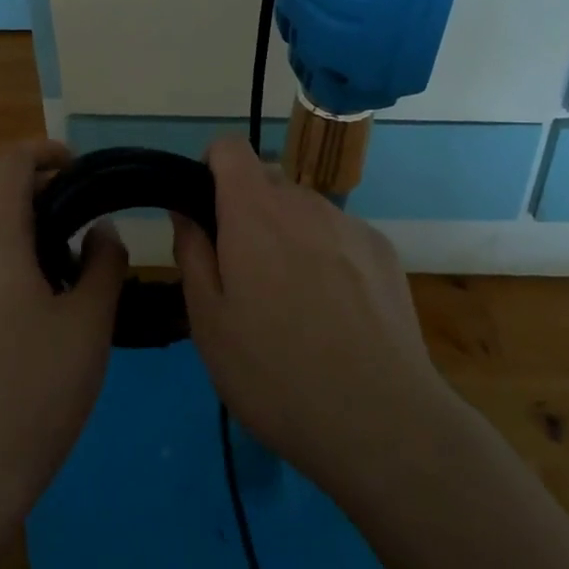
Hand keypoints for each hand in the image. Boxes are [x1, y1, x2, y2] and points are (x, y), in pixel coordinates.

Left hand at [0, 139, 126, 520]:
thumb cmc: (30, 390)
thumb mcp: (88, 323)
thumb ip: (103, 263)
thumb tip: (100, 230)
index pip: (11, 161)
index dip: (47, 152)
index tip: (82, 170)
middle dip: (41, 195)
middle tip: (86, 228)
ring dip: (23, 232)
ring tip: (67, 273)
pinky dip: (3, 262)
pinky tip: (34, 311)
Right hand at [174, 137, 454, 498]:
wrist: (381, 421)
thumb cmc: (275, 374)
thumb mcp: (209, 322)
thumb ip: (193, 253)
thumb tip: (185, 211)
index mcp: (254, 210)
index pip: (229, 147)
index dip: (211, 168)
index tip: (206, 212)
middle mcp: (304, 202)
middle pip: (267, 180)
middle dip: (247, 211)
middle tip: (244, 275)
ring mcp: (350, 224)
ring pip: (304, 210)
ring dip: (289, 234)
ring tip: (294, 303)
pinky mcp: (383, 250)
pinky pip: (340, 235)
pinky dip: (328, 255)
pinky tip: (336, 314)